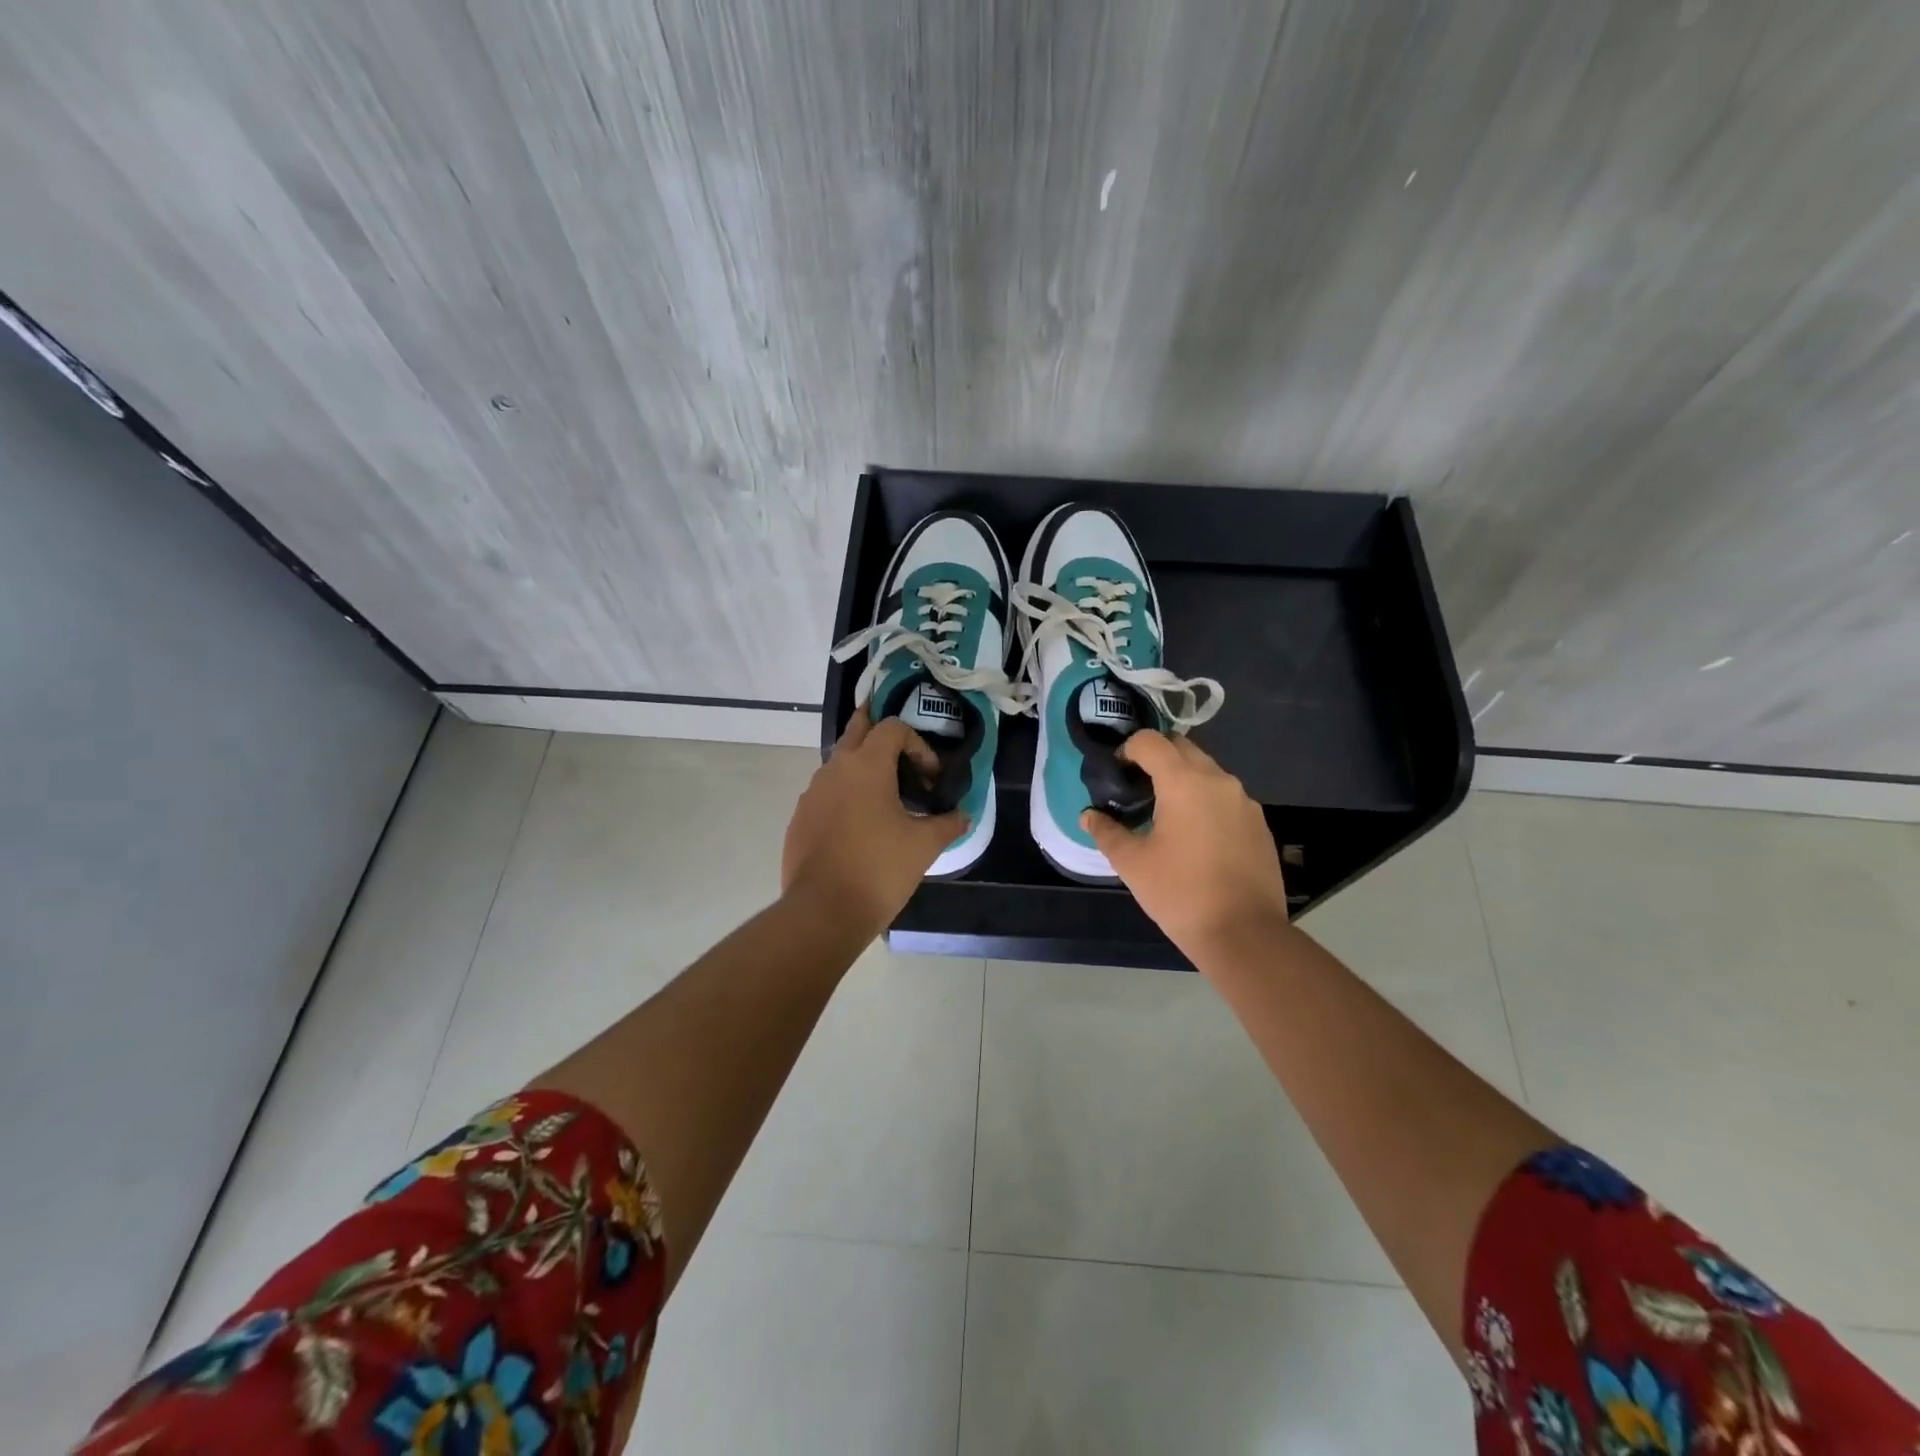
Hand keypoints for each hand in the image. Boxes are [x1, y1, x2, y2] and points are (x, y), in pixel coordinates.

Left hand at [782, 705, 969, 933]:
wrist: (823, 911)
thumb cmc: (879, 869)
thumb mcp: (924, 846)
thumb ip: (947, 823)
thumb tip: (963, 815)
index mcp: (867, 765)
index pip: (892, 728)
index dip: (918, 745)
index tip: (931, 779)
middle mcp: (834, 769)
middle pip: (857, 731)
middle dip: (878, 729)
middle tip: (899, 743)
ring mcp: (812, 794)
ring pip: (839, 764)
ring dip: (862, 767)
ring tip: (885, 795)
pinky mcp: (800, 819)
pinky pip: (826, 794)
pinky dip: (845, 796)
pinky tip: (859, 826)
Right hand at [1082, 731, 1290, 962]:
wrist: (1244, 934)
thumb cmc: (1180, 893)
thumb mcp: (1132, 863)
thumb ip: (1107, 832)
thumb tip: (1089, 816)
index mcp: (1184, 782)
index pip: (1150, 741)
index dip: (1128, 750)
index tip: (1117, 774)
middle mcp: (1218, 780)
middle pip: (1182, 748)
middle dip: (1156, 758)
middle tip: (1137, 789)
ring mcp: (1244, 801)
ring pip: (1207, 771)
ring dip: (1183, 779)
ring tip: (1165, 813)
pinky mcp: (1259, 823)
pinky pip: (1226, 796)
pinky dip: (1205, 801)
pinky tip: (1195, 836)